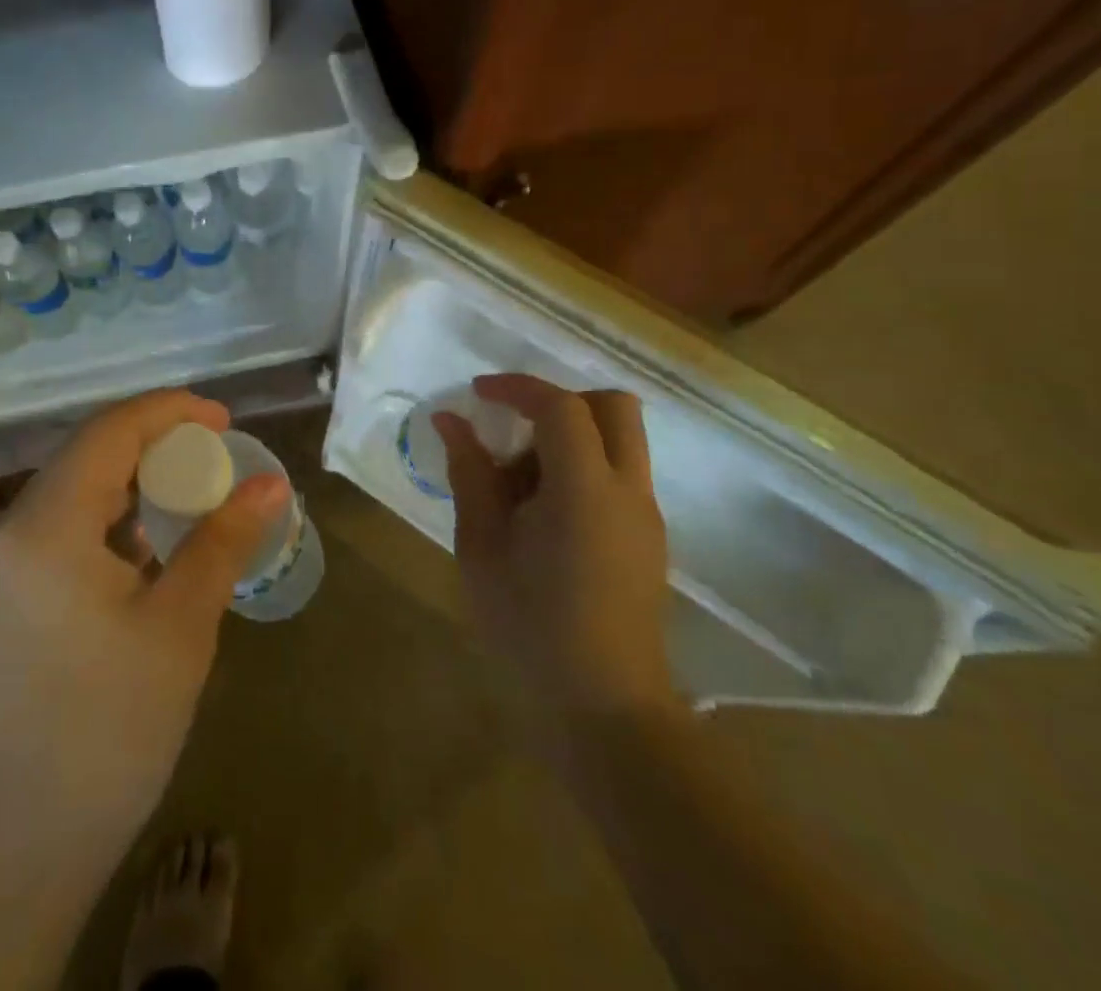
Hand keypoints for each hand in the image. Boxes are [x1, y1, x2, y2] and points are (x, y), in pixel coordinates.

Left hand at [0, 390, 288, 889]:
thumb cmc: (100, 744)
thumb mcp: (178, 633)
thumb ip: (221, 543)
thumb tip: (269, 485)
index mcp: (36, 530)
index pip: (107, 432)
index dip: (169, 412)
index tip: (221, 418)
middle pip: (79, 465)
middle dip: (149, 458)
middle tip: (207, 474)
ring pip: (54, 507)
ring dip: (116, 502)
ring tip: (172, 525)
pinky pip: (31, 545)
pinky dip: (83, 538)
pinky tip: (117, 575)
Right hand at [435, 374, 675, 720]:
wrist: (603, 711)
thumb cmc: (529, 627)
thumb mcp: (481, 547)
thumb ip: (470, 474)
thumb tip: (451, 421)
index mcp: (584, 488)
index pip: (560, 406)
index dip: (517, 388)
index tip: (478, 394)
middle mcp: (627, 490)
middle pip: (613, 406)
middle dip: (561, 401)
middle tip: (515, 427)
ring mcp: (645, 516)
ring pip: (620, 440)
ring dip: (571, 438)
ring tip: (519, 485)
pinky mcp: (649, 540)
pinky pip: (619, 476)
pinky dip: (582, 469)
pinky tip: (542, 518)